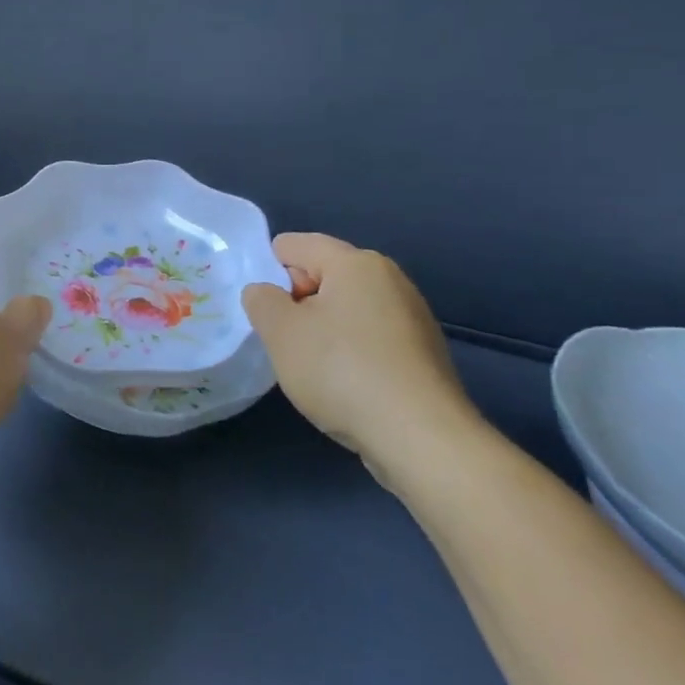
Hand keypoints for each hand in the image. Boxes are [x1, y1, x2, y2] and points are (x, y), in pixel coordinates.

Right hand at [241, 234, 484, 484]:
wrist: (422, 439)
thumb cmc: (342, 371)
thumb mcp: (280, 331)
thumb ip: (261, 300)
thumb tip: (267, 293)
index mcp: (355, 261)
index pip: (292, 245)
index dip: (269, 274)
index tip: (268, 315)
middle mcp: (389, 278)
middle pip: (321, 275)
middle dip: (297, 304)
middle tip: (287, 343)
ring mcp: (412, 316)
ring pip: (346, 309)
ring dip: (323, 331)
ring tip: (315, 370)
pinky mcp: (423, 353)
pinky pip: (370, 338)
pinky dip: (351, 354)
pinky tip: (347, 387)